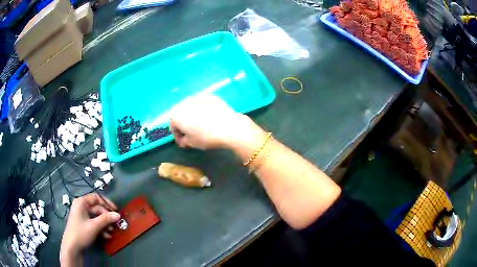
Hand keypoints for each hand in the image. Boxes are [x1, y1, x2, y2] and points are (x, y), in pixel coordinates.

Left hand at [60, 194, 119, 265]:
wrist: (72, 247)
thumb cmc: (81, 232)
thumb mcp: (94, 226)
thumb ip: (106, 219)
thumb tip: (118, 215)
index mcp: (81, 202)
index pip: (96, 197)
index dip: (106, 203)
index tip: (115, 211)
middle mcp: (81, 207)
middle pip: (97, 208)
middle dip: (106, 217)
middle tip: (115, 225)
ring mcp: (82, 216)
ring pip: (97, 217)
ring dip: (105, 224)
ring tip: (111, 232)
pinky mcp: (83, 224)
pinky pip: (94, 223)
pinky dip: (101, 228)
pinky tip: (106, 236)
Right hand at [170, 95, 263, 149]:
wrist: (228, 127)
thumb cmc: (206, 137)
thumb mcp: (192, 143)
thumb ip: (184, 141)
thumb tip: (184, 140)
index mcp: (176, 115)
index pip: (173, 126)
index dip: (178, 135)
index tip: (184, 142)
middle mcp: (184, 103)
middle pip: (181, 114)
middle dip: (184, 123)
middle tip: (192, 133)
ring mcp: (198, 97)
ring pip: (192, 107)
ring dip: (194, 115)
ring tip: (201, 124)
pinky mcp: (211, 96)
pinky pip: (204, 104)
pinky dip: (204, 110)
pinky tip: (211, 117)